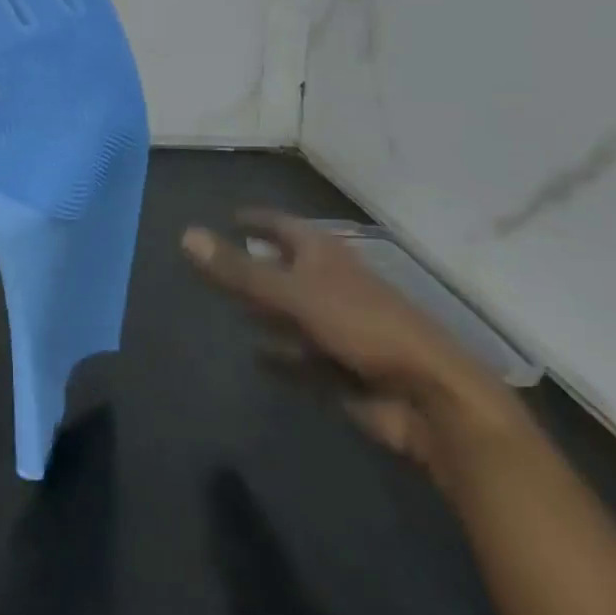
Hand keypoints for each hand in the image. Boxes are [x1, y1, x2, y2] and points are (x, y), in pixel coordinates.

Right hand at [183, 210, 519, 486]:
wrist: (430, 398)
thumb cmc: (361, 326)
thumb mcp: (292, 293)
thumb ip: (238, 270)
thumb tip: (185, 235)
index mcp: (324, 255)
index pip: (283, 226)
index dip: (257, 220)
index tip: (231, 216)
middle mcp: (331, 285)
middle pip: (286, 269)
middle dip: (257, 268)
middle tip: (219, 265)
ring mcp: (340, 328)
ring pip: (293, 314)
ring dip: (267, 314)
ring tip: (233, 311)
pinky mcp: (344, 369)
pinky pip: (302, 358)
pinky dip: (280, 357)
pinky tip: (257, 358)